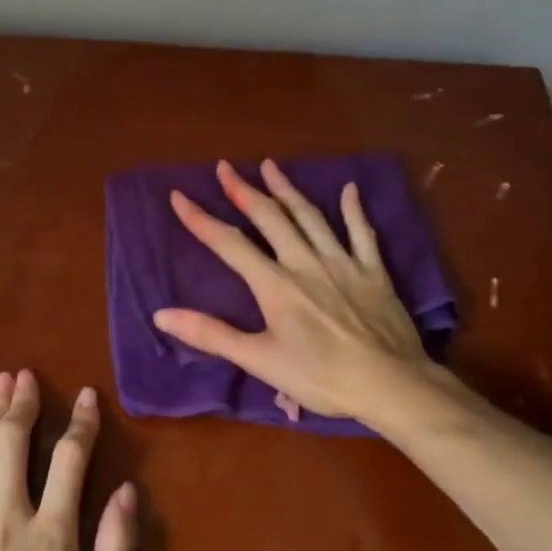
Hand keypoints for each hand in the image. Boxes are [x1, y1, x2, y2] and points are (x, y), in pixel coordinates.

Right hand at [153, 158, 443, 420]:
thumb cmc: (321, 377)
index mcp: (275, 284)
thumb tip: (161, 314)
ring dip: (287, 189)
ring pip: (309, 216)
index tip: (179, 195)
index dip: (201, 219)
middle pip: (269, 217)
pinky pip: (361, 232)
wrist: (390, 385)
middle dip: (244, 190)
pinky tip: (349, 189)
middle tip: (225, 166)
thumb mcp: (259, 360)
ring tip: (270, 165)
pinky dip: (353, 209)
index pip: (229, 244)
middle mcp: (305, 262)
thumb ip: (211, 334)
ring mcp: (342, 262)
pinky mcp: (373, 271)